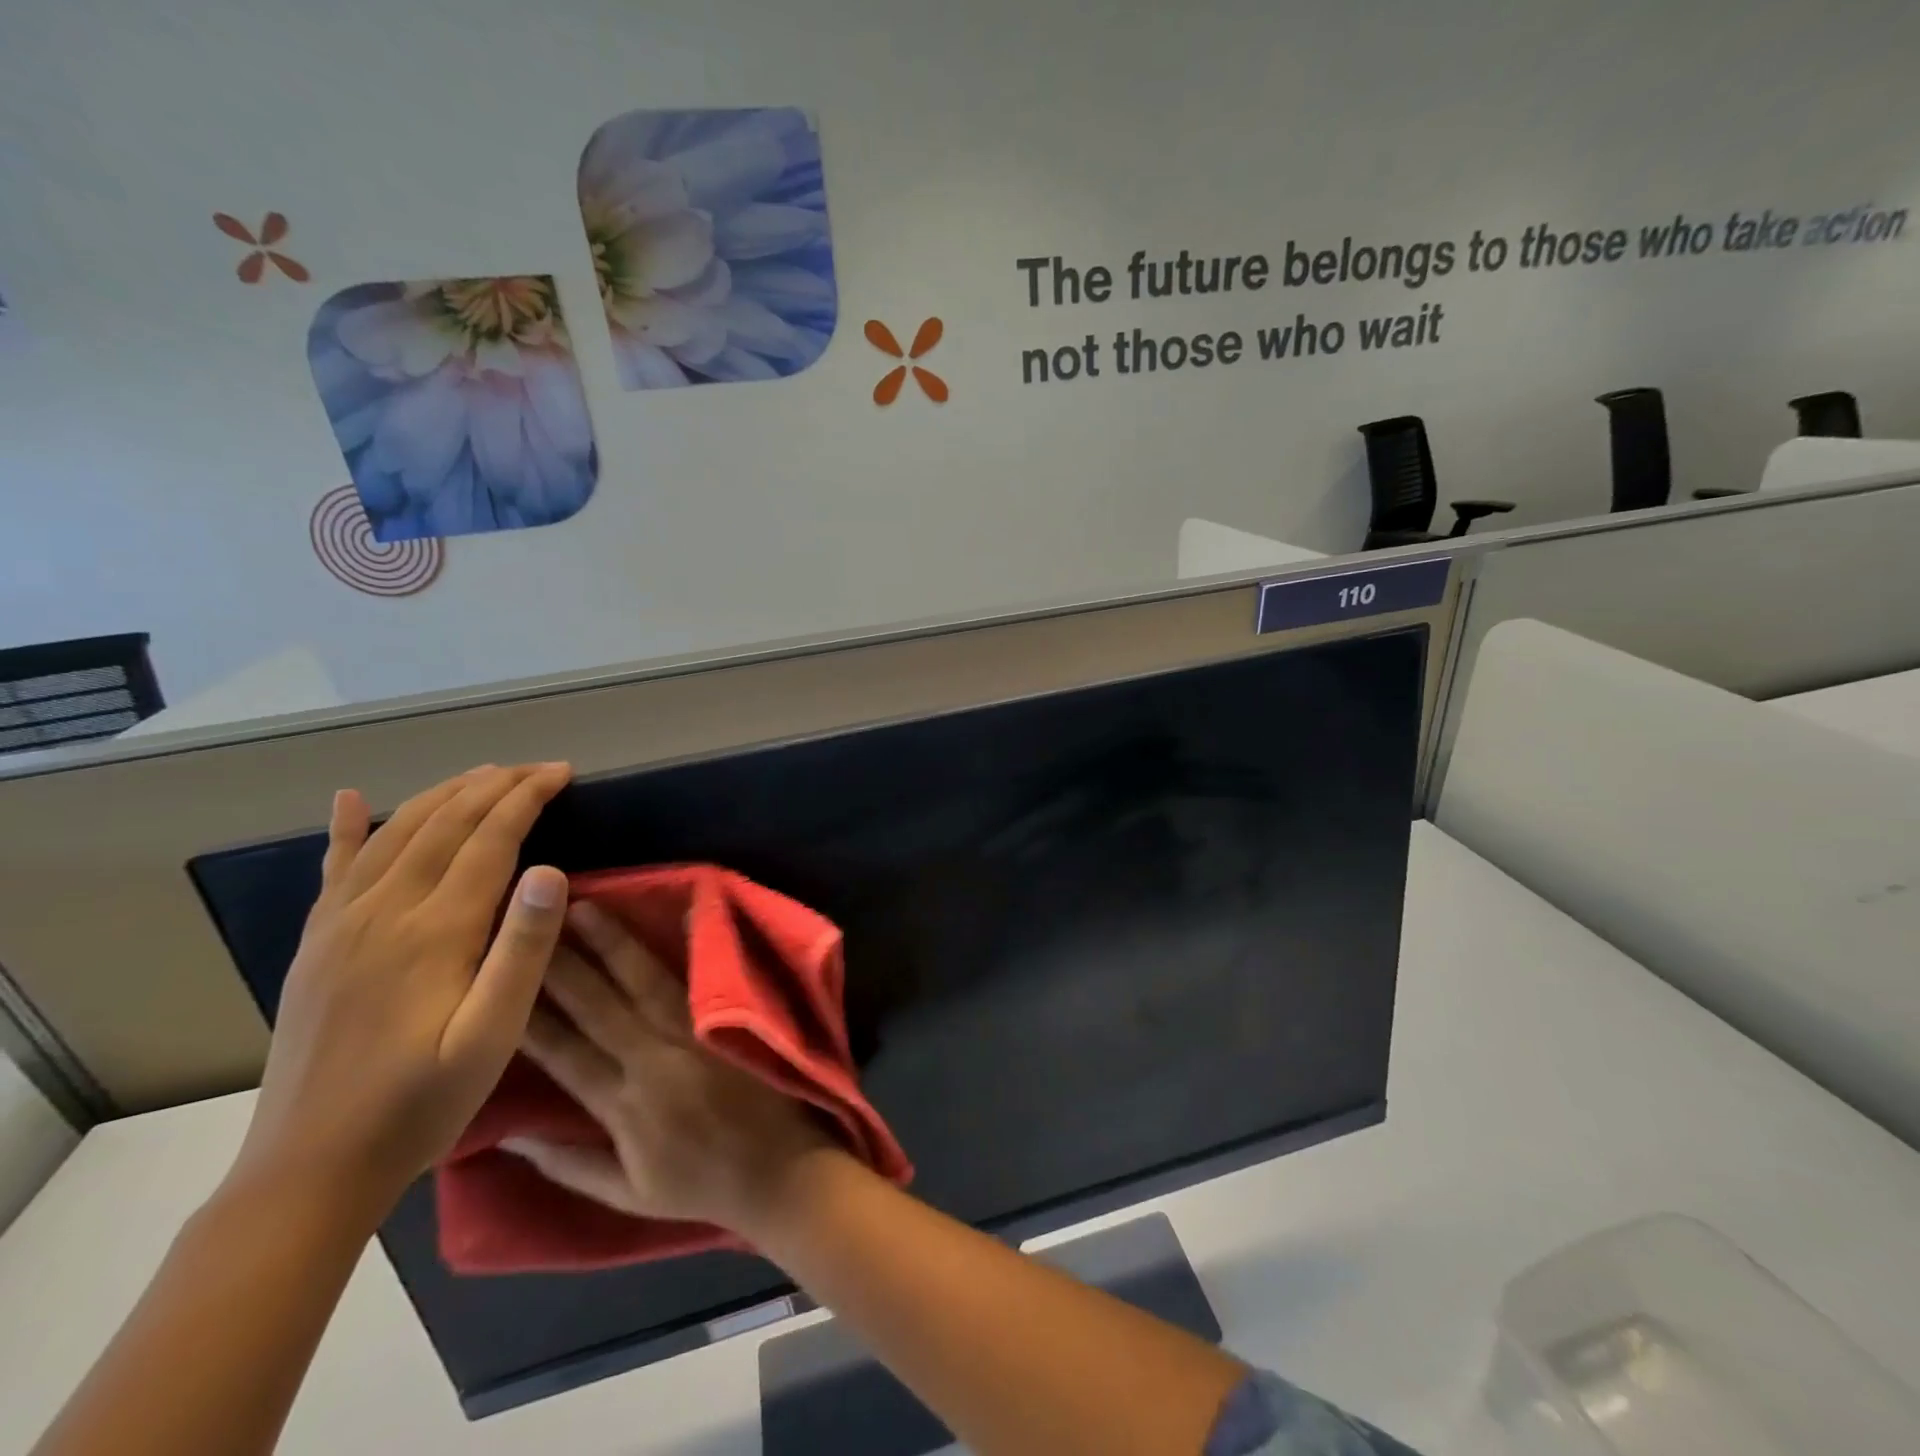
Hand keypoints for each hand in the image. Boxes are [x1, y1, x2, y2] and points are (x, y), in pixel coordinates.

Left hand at [232, 763, 573, 1220]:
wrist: (310, 1170)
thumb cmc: (421, 1103)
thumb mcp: (492, 1036)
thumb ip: (522, 950)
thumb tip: (551, 870)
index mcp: (433, 931)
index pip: (489, 840)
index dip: (527, 799)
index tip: (562, 774)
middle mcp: (382, 913)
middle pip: (443, 825)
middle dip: (494, 786)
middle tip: (539, 768)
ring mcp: (340, 927)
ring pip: (395, 834)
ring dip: (443, 795)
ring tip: (483, 775)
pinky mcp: (316, 946)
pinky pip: (334, 870)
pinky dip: (346, 828)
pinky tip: (350, 799)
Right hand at [508, 899, 829, 1234]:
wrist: (781, 1171)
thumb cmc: (701, 1186)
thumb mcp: (626, 1195)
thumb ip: (567, 1165)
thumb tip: (508, 1135)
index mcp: (624, 1106)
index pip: (566, 1054)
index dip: (529, 1018)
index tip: (500, 981)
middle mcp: (655, 1060)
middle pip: (599, 1006)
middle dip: (563, 964)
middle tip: (534, 922)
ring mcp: (695, 1034)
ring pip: (646, 981)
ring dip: (614, 943)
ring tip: (585, 908)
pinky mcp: (728, 1020)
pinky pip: (703, 977)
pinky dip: (693, 942)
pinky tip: (682, 909)